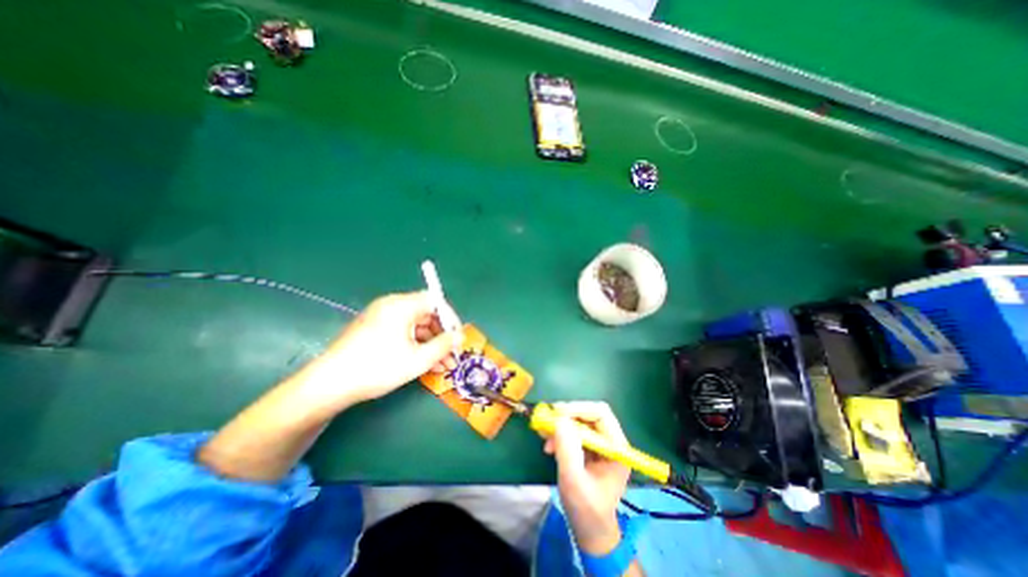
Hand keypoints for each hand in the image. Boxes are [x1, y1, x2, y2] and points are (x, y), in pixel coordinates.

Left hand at [296, 292, 460, 409]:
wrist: (329, 385)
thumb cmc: (378, 368)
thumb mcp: (418, 359)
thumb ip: (443, 345)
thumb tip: (459, 337)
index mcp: (402, 305)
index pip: (435, 301)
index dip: (450, 318)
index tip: (458, 337)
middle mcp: (391, 305)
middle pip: (426, 314)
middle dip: (441, 335)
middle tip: (452, 355)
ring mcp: (380, 317)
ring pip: (415, 326)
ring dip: (430, 343)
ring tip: (442, 365)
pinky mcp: (373, 329)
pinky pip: (402, 332)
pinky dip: (415, 345)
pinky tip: (424, 363)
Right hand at [541, 401, 631, 554]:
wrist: (590, 530)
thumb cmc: (586, 510)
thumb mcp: (573, 481)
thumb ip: (567, 449)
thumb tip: (559, 419)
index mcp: (616, 447)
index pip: (601, 414)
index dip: (578, 409)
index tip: (557, 413)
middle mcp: (611, 441)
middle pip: (589, 414)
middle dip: (567, 416)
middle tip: (548, 420)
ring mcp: (600, 444)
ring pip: (579, 421)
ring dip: (560, 425)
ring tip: (544, 435)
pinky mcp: (589, 448)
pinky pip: (574, 431)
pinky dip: (560, 433)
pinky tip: (548, 444)